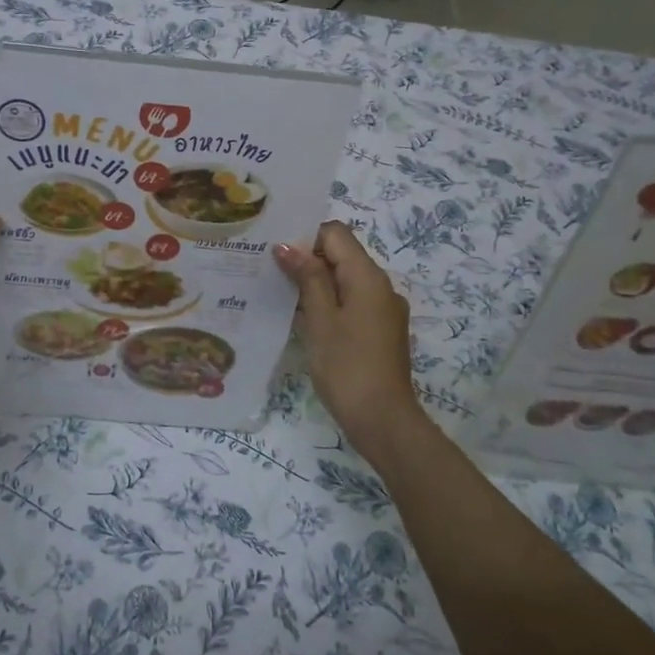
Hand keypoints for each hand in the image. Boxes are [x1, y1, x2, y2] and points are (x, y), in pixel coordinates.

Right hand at [274, 221, 423, 464]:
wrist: (383, 421)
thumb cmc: (346, 367)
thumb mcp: (320, 319)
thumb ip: (307, 278)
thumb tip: (288, 246)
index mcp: (368, 277)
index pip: (336, 234)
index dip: (306, 237)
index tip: (277, 255)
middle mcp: (381, 286)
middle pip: (342, 255)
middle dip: (307, 260)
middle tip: (270, 273)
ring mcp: (384, 310)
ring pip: (346, 281)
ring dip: (316, 283)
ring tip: (281, 295)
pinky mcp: (381, 331)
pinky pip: (353, 302)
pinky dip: (329, 303)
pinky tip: (304, 320)